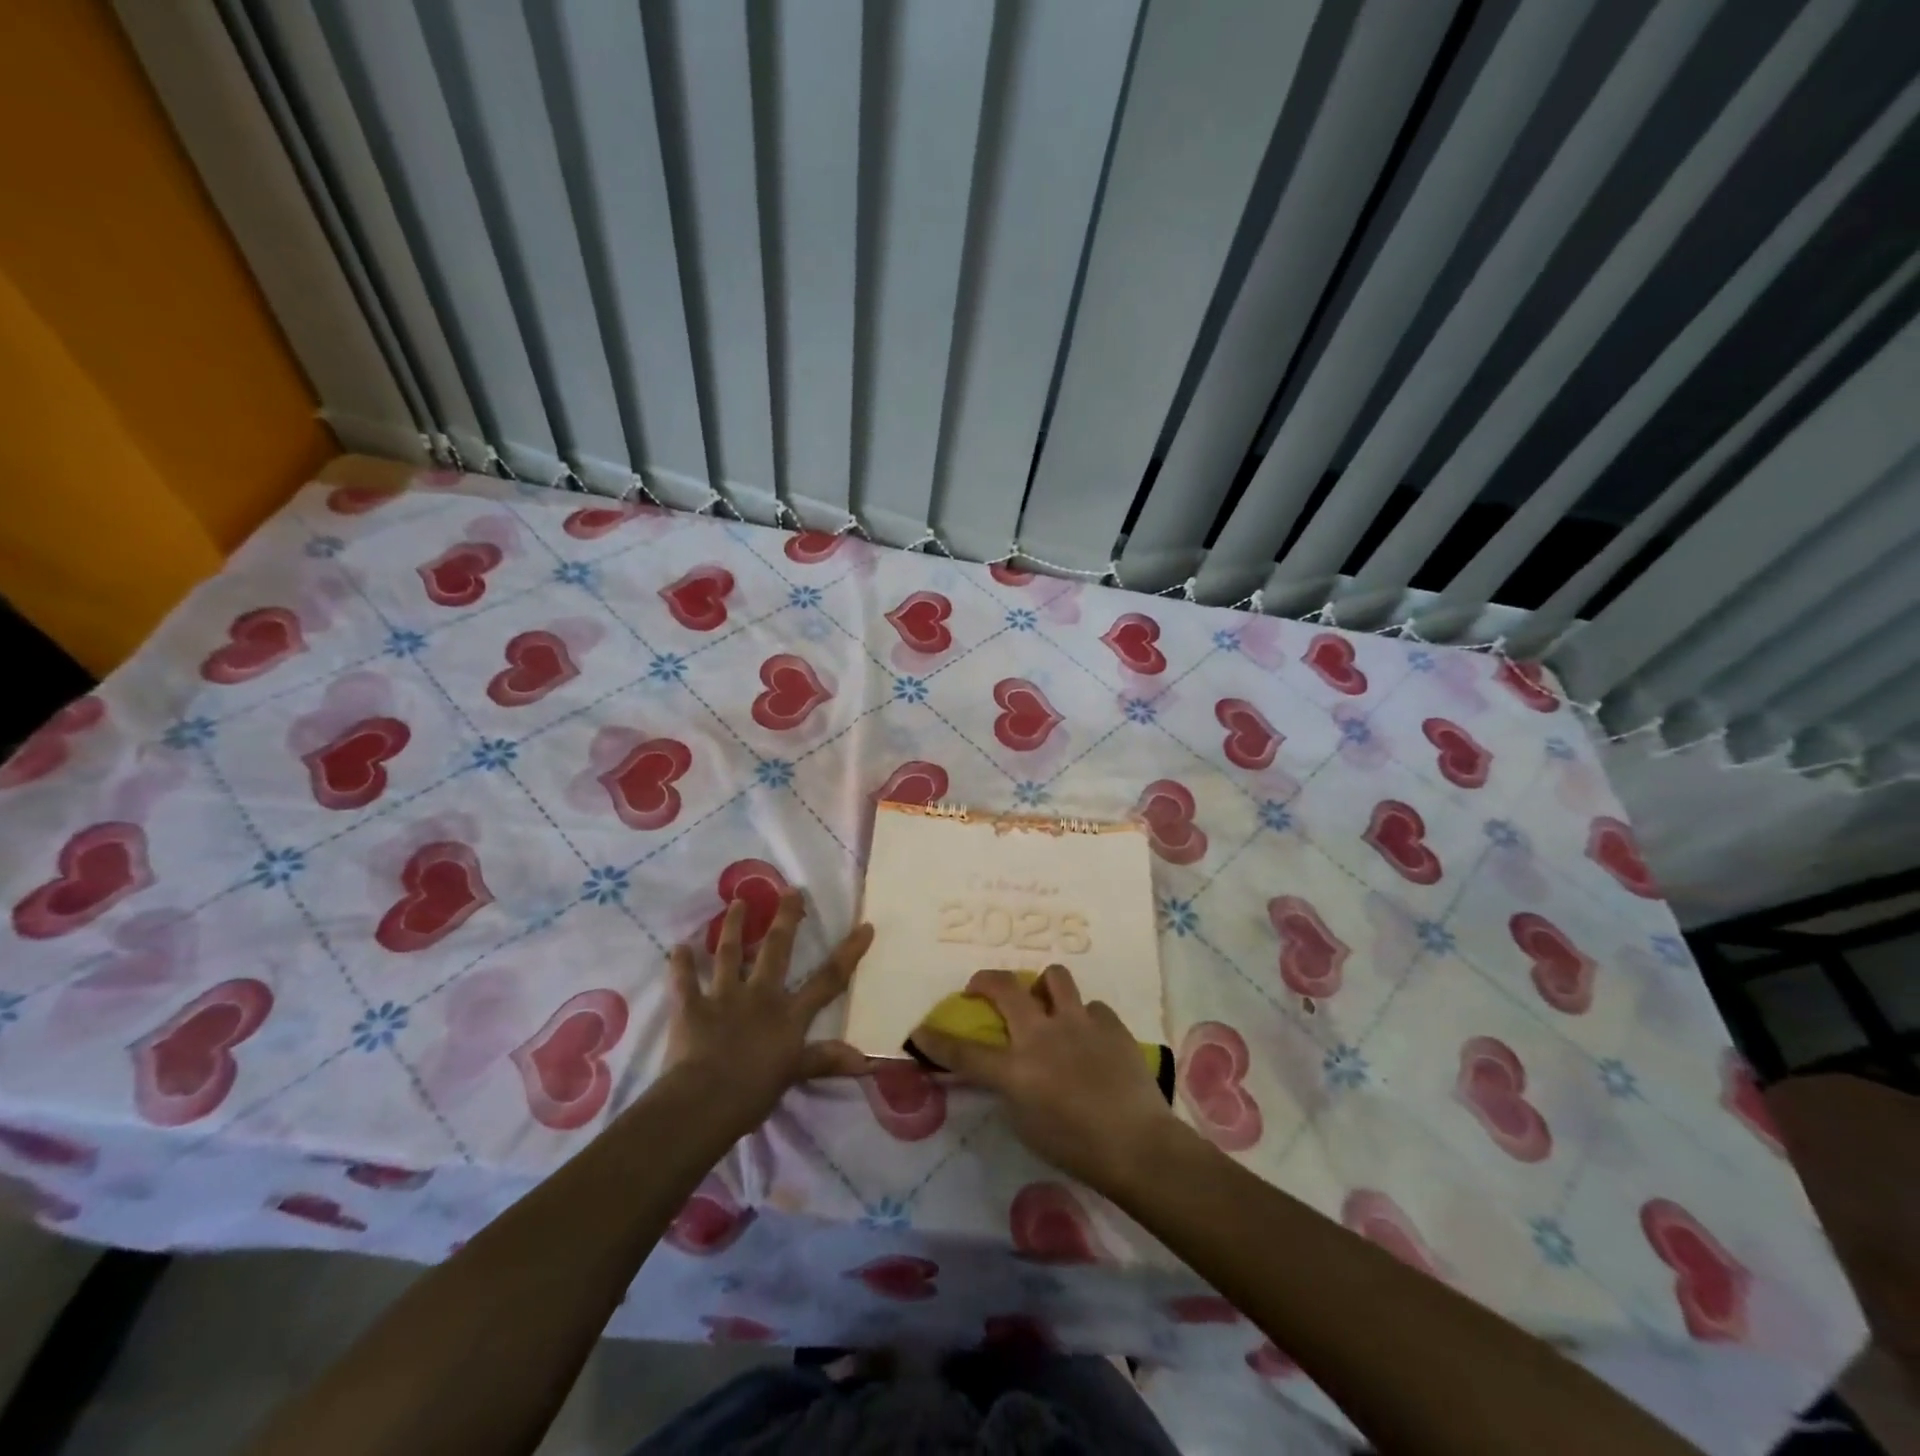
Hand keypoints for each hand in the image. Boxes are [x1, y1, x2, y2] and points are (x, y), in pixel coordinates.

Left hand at [665, 890, 872, 1134]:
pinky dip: (680, 964)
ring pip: (729, 954)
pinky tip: (677, 947)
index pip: (827, 980)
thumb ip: (827, 1060)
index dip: (848, 953)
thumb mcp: (795, 1075)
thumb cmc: (754, 1092)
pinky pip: (684, 981)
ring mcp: (724, 997)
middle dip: (785, 919)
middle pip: (776, 950)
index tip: (864, 926)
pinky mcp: (691, 1007)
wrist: (703, 1100)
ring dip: (732, 926)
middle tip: (789, 890)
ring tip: (736, 902)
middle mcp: (760, 996)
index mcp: (789, 1014)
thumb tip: (868, 1060)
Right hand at [914, 965, 1185, 1192]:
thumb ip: (1010, 1089)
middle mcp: (1042, 1034)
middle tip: (982, 987)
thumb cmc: (1077, 1148)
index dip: (936, 1040)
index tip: (919, 1031)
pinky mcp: (1109, 1022)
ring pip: (1053, 976)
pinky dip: (1084, 1018)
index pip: (964, 1051)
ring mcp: (1078, 1022)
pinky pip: (1090, 1006)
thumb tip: (1006, 1068)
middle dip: (985, 981)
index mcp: (1016, 1068)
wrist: (1139, 1145)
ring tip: (1046, 1002)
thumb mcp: (1026, 1124)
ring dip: (1043, 986)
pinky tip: (1090, 1038)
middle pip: (1004, 987)